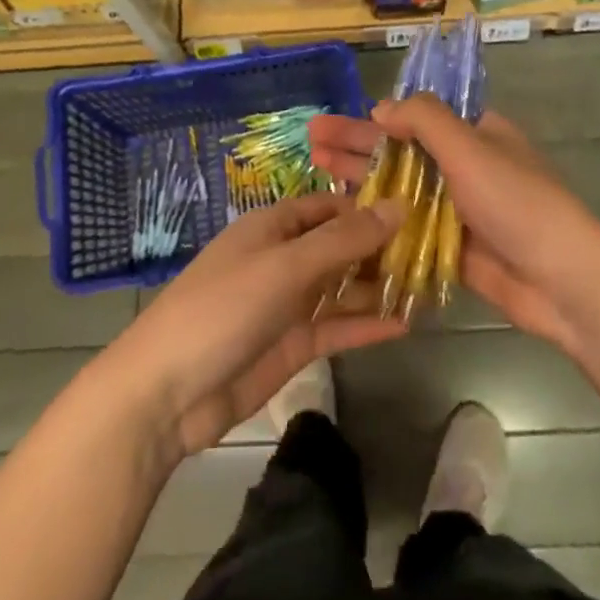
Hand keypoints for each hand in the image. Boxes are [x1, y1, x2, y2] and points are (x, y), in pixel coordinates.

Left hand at [100, 193, 405, 456]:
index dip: (367, 206)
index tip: (416, 209)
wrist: (166, 394)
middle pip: (339, 246)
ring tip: (429, 285)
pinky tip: (405, 323)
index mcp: (271, 227)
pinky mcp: (292, 345)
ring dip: (377, 286)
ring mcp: (287, 304)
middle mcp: (282, 259)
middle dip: (380, 247)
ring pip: (341, 287)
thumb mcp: (284, 266)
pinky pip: (336, 327)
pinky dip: (365, 325)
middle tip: (434, 251)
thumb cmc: (222, 309)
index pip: (327, 206)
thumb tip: (398, 206)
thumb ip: (342, 240)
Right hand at [310, 96, 599, 359]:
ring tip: (316, 169)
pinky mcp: (451, 248)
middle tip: (310, 141)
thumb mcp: (470, 148)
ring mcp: (457, 210)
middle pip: (401, 151)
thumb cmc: (517, 203)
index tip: (336, 123)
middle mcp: (465, 168)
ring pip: (400, 189)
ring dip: (360, 179)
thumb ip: (425, 121)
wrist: (563, 281)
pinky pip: (408, 228)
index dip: (374, 119)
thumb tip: (381, 109)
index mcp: (475, 136)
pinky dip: (378, 220)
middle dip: (356, 145)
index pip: (415, 119)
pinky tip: (343, 218)